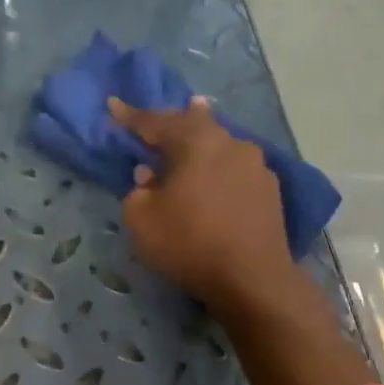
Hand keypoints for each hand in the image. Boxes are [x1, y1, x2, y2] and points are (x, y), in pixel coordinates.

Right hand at [109, 95, 295, 312]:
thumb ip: (137, 192)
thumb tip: (149, 176)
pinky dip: (219, 170)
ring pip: (220, 146)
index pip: (156, 122)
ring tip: (190, 146)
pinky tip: (215, 181)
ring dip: (200, 146)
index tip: (113, 106)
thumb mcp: (141, 221)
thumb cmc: (189, 244)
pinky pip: (236, 169)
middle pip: (196, 124)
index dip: (130, 117)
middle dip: (174, 121)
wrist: (252, 279)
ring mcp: (256, 165)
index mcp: (196, 142)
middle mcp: (230, 143)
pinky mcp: (270, 190)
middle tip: (159, 120)